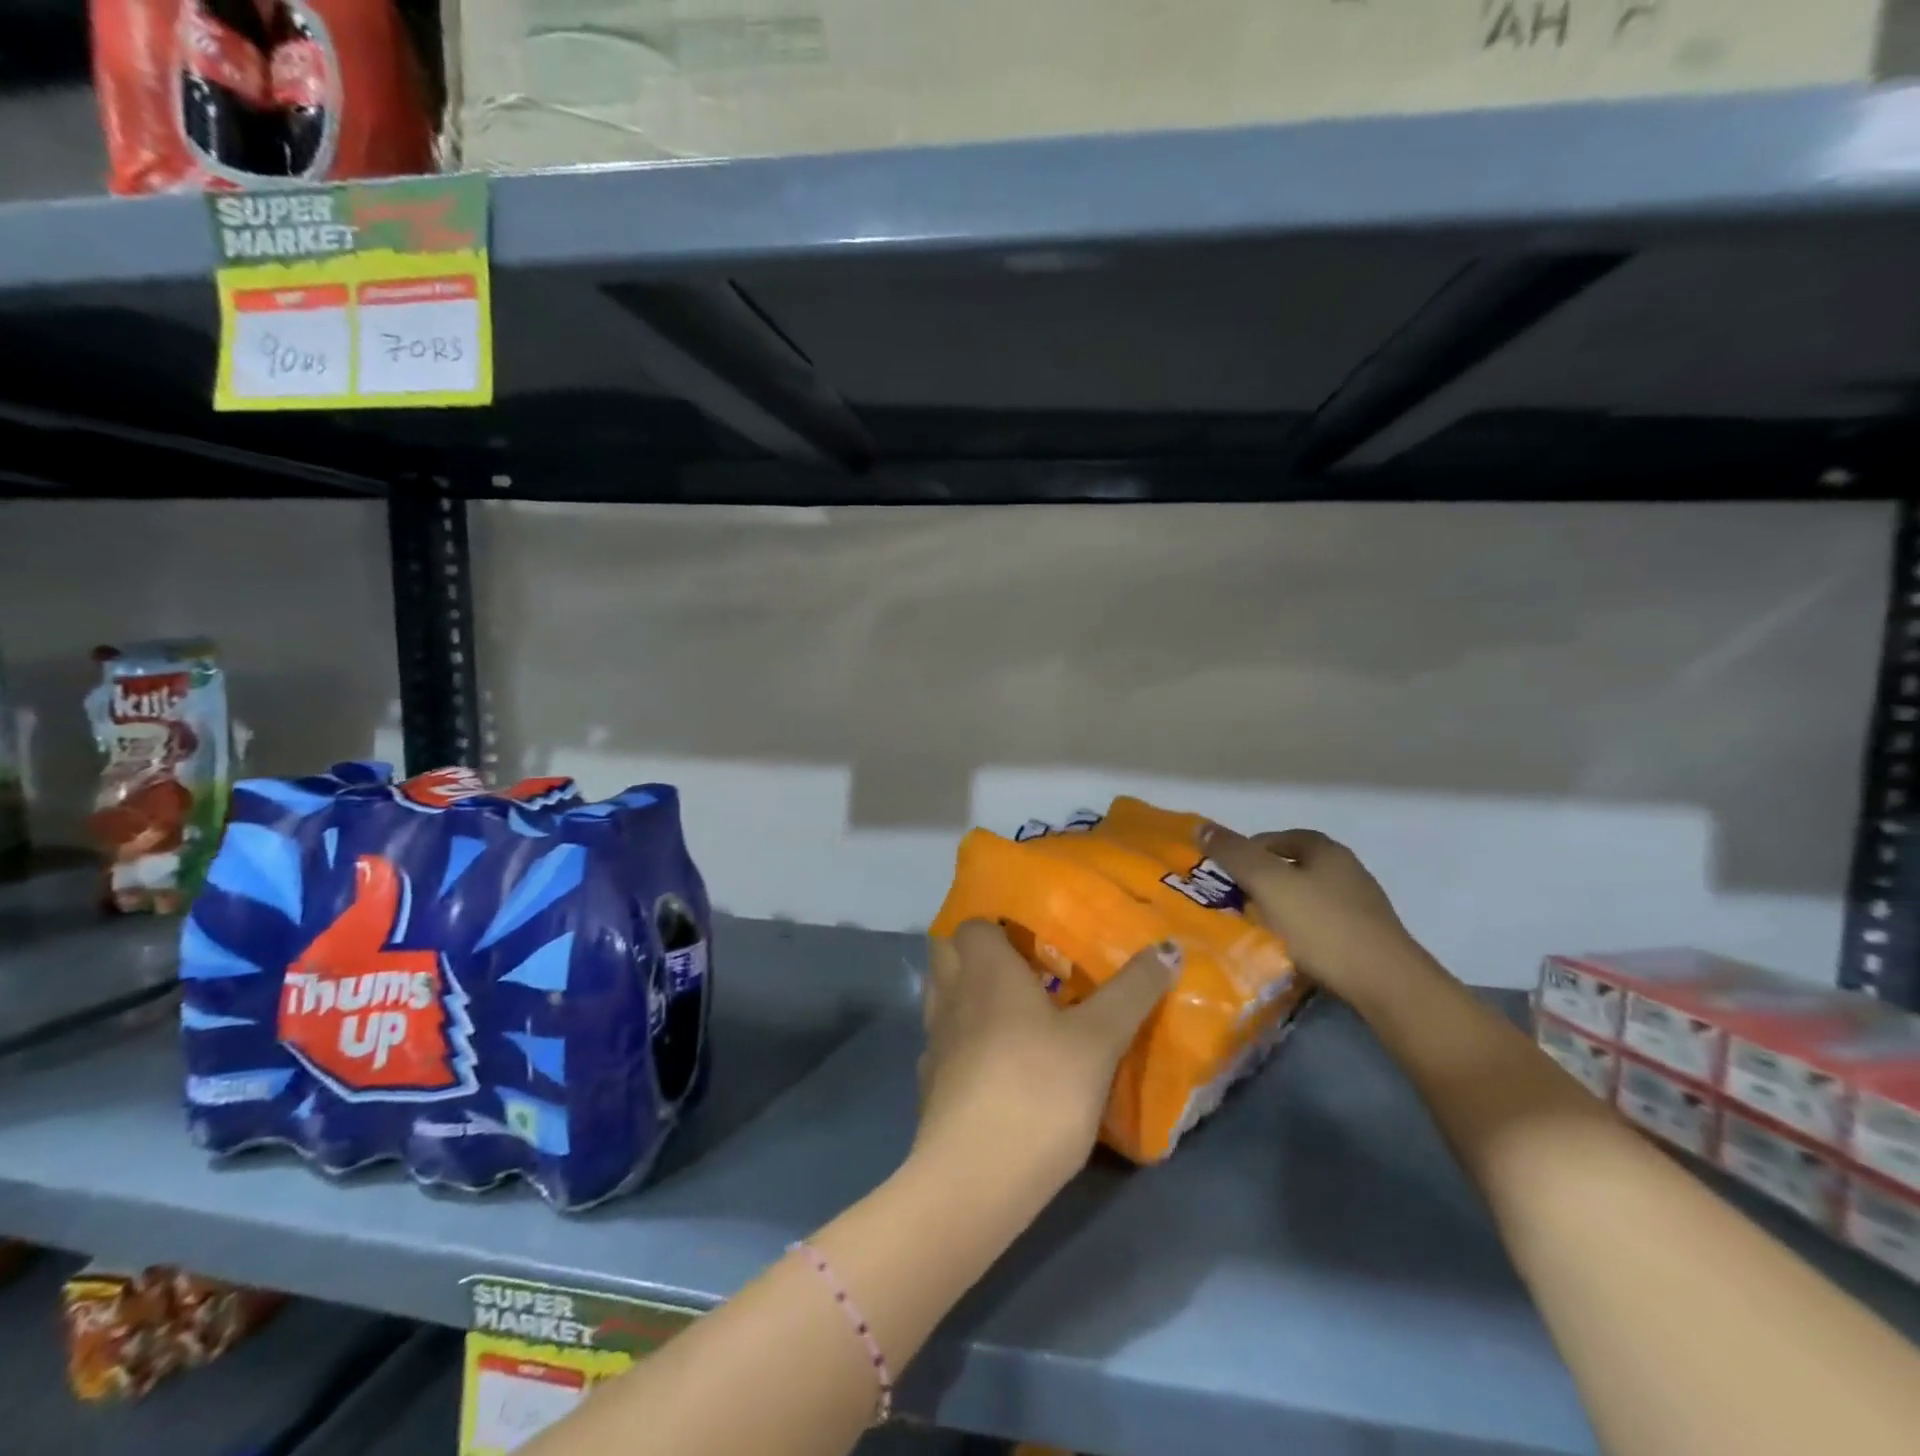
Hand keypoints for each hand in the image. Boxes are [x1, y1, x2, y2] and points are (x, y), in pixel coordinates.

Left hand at [917, 920, 1177, 1187]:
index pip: (973, 923)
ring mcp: (935, 1042)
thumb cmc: (1039, 1088)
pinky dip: (963, 1045)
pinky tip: (995, 1067)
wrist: (976, 1178)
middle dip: (975, 954)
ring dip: (967, 997)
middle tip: (1023, 969)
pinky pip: (944, 1047)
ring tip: (1012, 1014)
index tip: (1032, 935)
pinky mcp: (929, 1087)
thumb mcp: (1099, 1039)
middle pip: (946, 953)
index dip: (997, 924)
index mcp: (985, 970)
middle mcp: (951, 995)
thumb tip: (1169, 946)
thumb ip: (1132, 991)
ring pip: (942, 999)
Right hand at [1200, 825, 1435, 1010]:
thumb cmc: (1322, 926)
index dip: (1250, 849)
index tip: (1226, 872)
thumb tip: (1201, 827)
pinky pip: (1322, 927)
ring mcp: (1362, 908)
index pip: (1280, 838)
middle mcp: (1348, 872)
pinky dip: (1300, 933)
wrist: (1386, 985)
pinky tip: (1287, 951)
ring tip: (1256, 928)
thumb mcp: (1268, 884)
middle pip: (1295, 867)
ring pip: (1308, 899)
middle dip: (1263, 880)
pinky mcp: (1367, 941)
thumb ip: (1234, 854)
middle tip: (1235, 900)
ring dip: (1281, 908)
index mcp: (1326, 851)